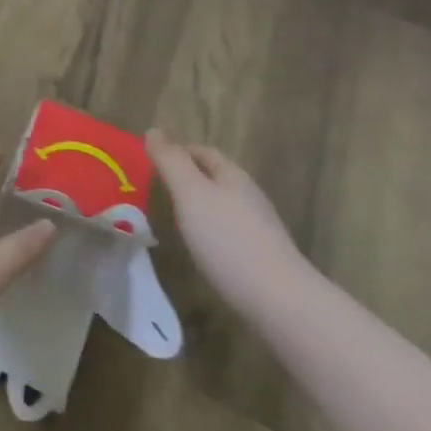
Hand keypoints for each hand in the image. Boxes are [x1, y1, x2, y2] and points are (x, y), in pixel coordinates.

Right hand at [147, 129, 309, 311]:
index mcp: (233, 176)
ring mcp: (258, 229)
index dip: (178, 150)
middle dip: (187, 178)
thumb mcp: (190, 193)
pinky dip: (208, 232)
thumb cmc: (228, 239)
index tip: (151, 160)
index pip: (203, 152)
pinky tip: (198, 248)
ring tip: (171, 218)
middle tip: (155, 188)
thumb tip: (153, 129)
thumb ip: (171, 161)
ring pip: (222, 206)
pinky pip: (228, 233)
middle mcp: (248, 196)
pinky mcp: (261, 258)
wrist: (279, 300)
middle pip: (215, 178)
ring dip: (198, 206)